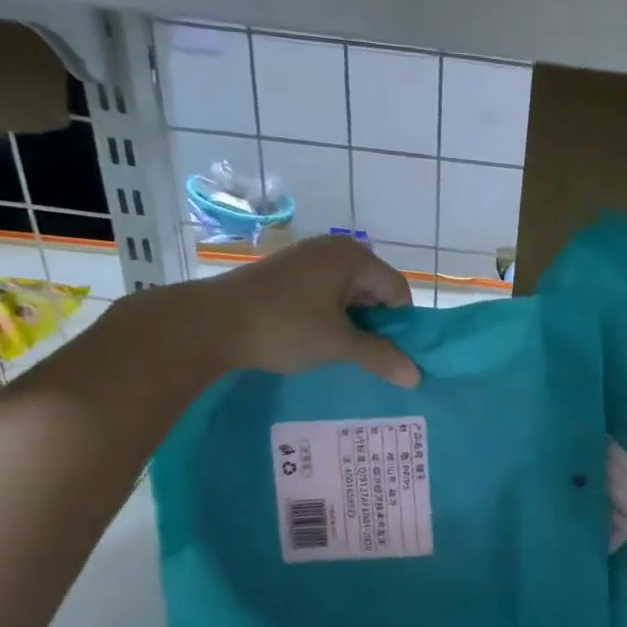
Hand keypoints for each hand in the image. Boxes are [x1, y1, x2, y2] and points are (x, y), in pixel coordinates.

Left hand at [185, 234, 421, 387]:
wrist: (210, 323)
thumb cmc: (284, 327)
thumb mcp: (338, 344)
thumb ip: (381, 357)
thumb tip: (417, 376)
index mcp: (353, 257)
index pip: (398, 291)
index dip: (399, 326)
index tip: (388, 355)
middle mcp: (333, 249)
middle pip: (374, 291)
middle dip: (375, 325)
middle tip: (364, 357)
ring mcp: (307, 259)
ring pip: (348, 296)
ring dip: (351, 325)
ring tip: (339, 353)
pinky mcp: (286, 273)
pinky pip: (325, 295)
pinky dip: (328, 318)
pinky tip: (316, 341)